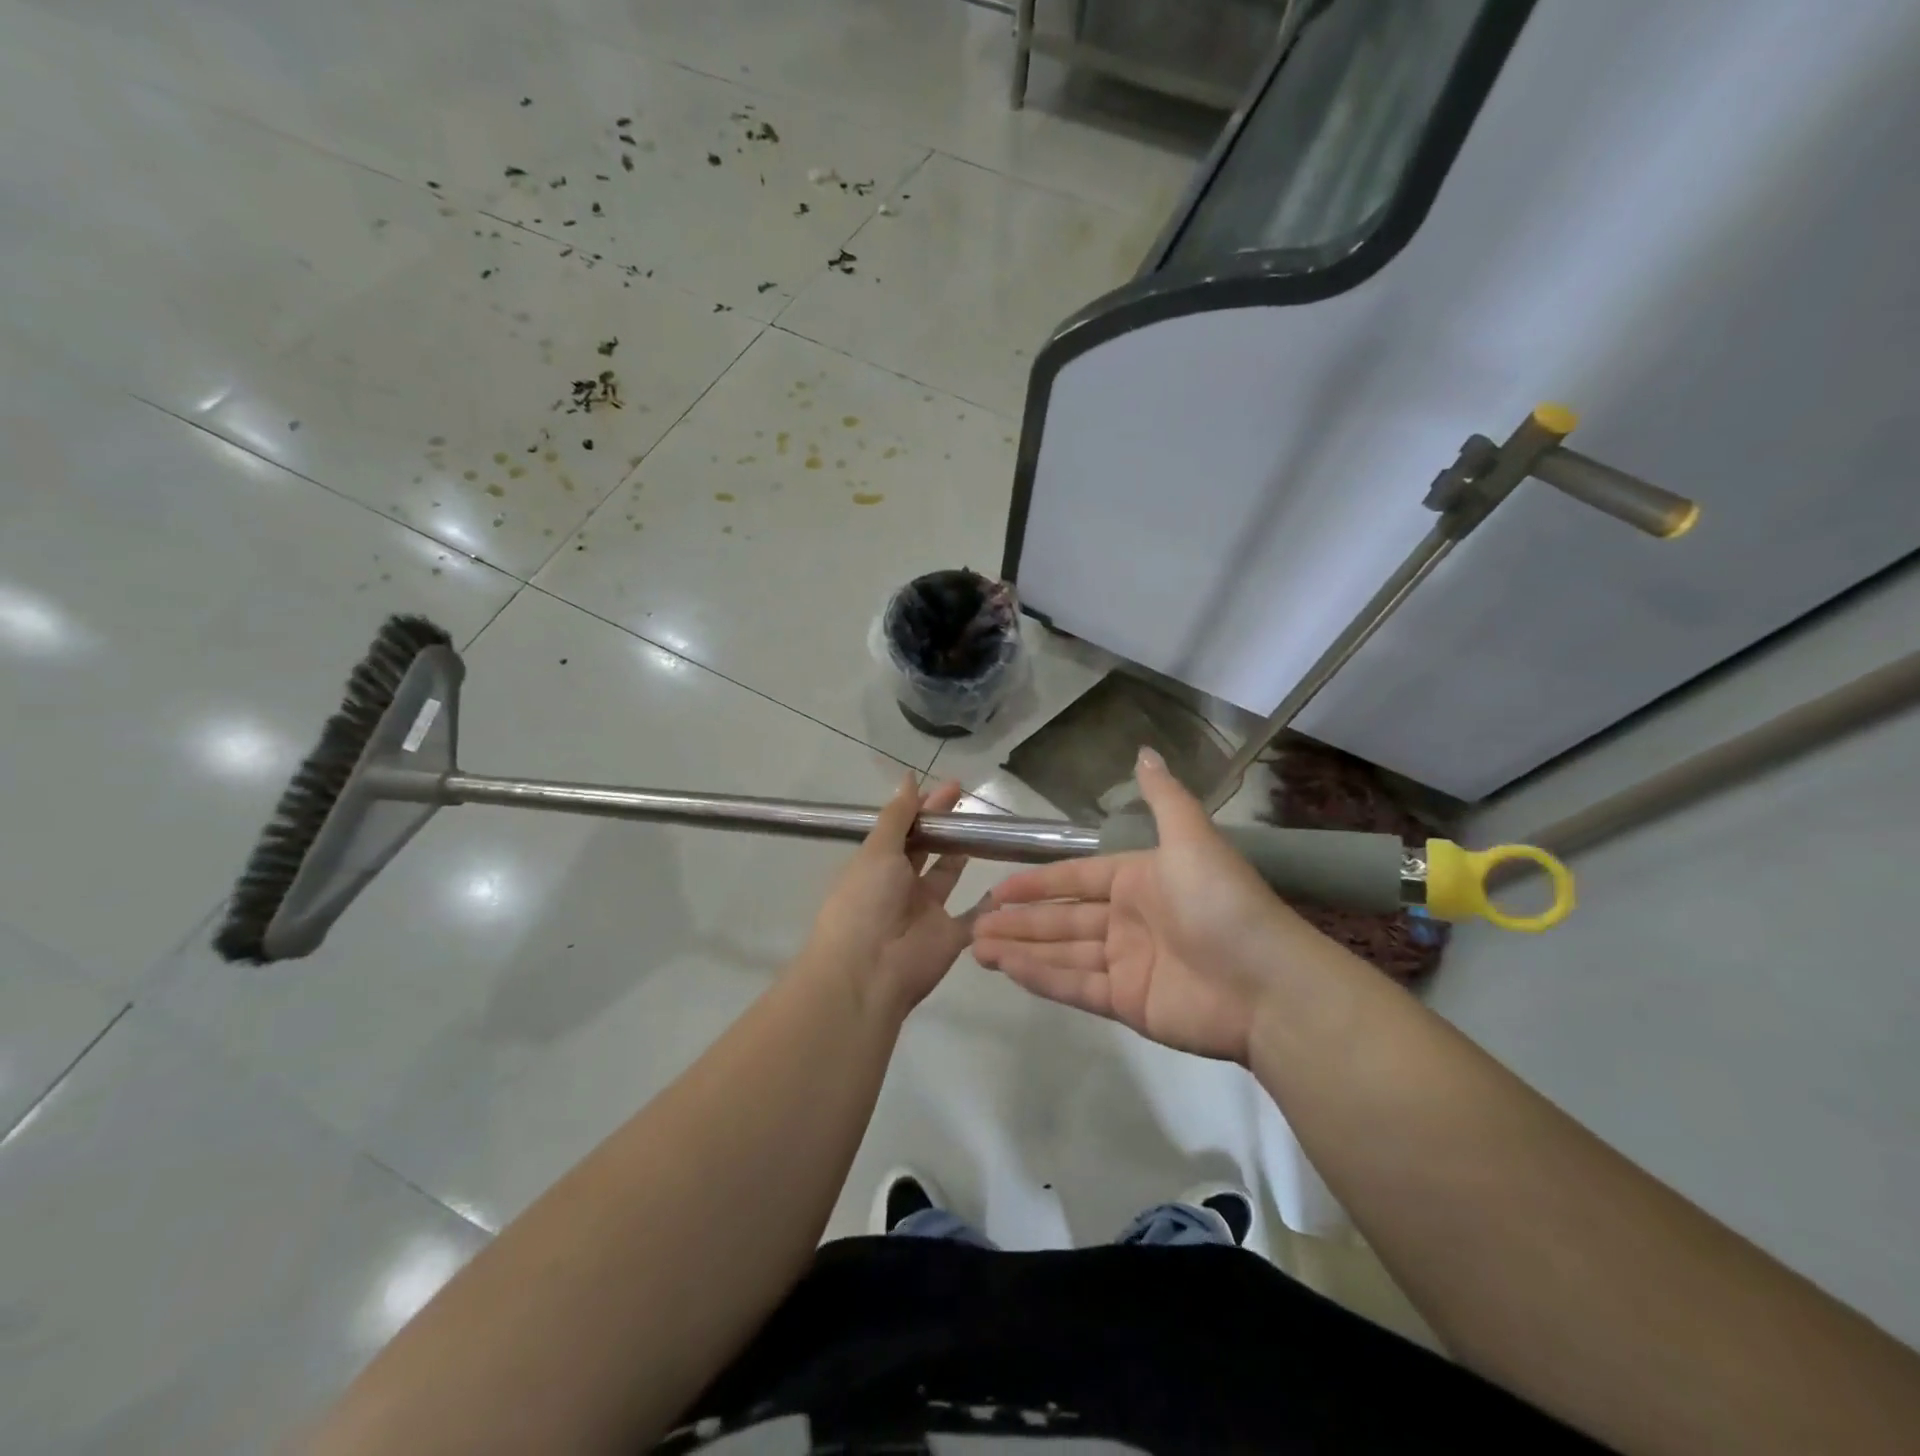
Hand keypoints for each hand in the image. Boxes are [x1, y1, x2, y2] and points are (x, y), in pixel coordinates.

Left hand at [804, 775, 971, 1019]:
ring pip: (948, 876)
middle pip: (927, 849)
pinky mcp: (950, 936)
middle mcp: (900, 886)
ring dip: (963, 854)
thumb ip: (897, 816)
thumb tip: (909, 778)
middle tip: (968, 799)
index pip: (904, 829)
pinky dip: (990, 903)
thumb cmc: (866, 902)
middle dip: (945, 825)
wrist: (869, 971)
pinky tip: (1008, 880)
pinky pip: (975, 916)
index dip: (924, 808)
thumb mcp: (878, 851)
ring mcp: (926, 912)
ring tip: (987, 827)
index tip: (949, 787)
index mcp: (877, 866)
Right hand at [973, 748, 1315, 1062]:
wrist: (1268, 985)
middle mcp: (1128, 920)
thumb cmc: (1222, 903)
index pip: (1075, 878)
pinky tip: (1007, 969)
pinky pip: (1076, 986)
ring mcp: (1126, 963)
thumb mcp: (1192, 838)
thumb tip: (1144, 751)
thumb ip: (1163, 798)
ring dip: (1020, 949)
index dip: (1037, 883)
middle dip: (1018, 921)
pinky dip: (1041, 978)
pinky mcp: (1128, 1003)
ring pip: (1061, 952)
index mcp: (1138, 880)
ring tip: (976, 947)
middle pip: (1062, 918)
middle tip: (973, 924)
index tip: (997, 888)